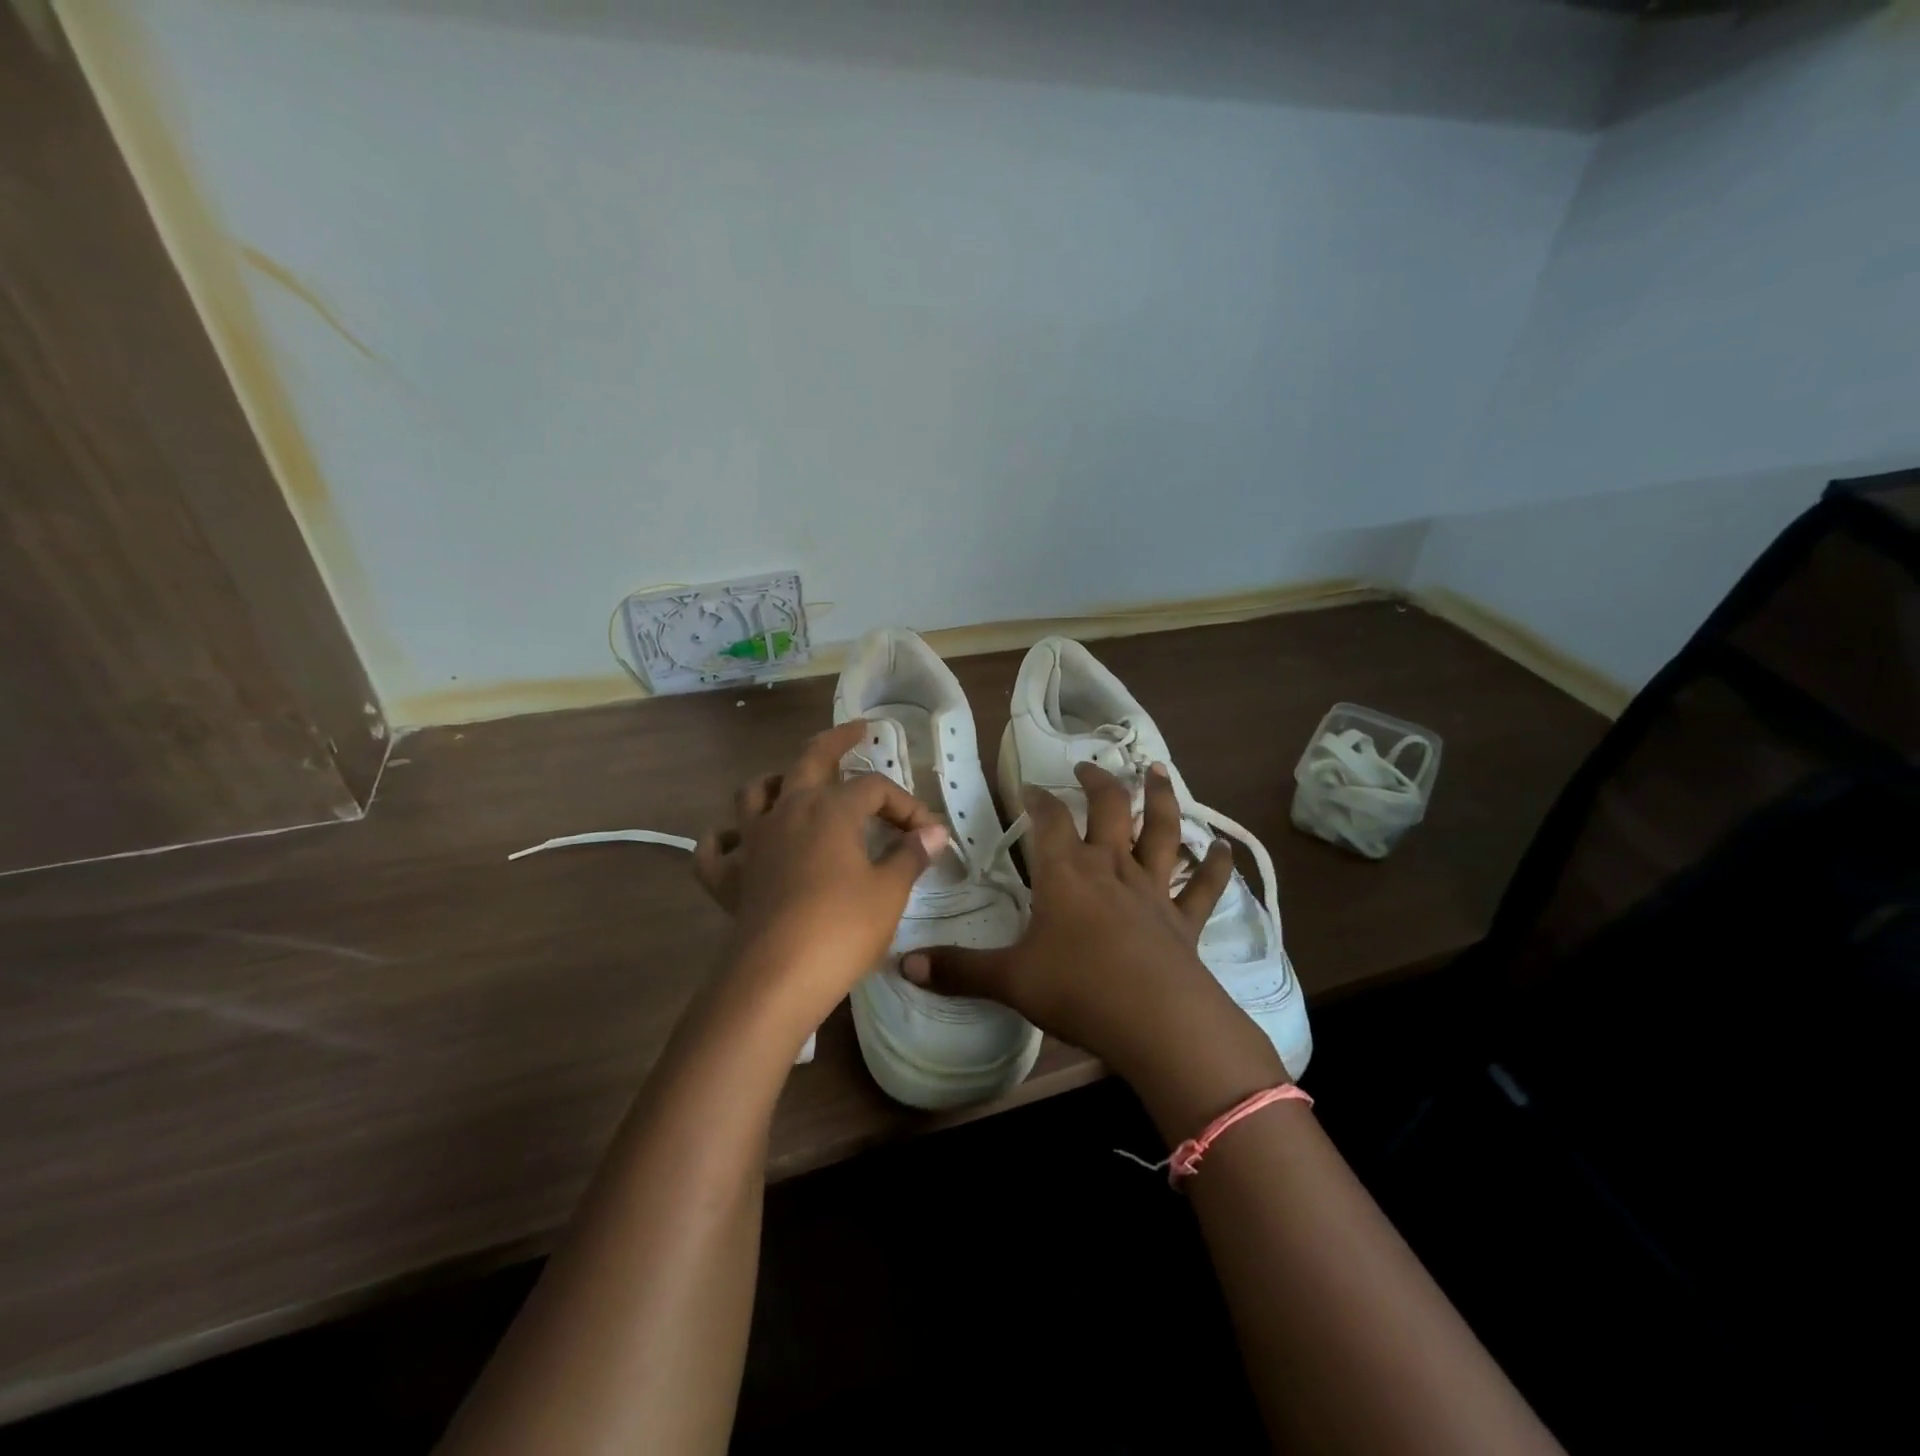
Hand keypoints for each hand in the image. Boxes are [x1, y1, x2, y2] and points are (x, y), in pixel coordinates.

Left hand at [693, 721, 947, 1028]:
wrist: (776, 978)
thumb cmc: (841, 928)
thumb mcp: (889, 892)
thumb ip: (910, 855)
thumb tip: (933, 832)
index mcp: (830, 808)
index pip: (875, 788)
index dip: (905, 805)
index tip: (928, 833)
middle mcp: (787, 811)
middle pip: (809, 759)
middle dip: (836, 741)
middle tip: (856, 731)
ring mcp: (753, 842)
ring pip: (754, 792)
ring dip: (774, 781)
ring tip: (790, 784)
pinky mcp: (729, 878)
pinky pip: (716, 850)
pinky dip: (724, 840)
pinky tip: (736, 843)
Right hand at [902, 761, 1268, 1084]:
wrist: (1157, 1022)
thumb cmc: (1078, 990)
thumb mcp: (1010, 980)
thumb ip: (958, 970)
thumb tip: (902, 964)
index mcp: (1066, 873)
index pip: (1048, 819)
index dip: (1036, 798)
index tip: (1026, 786)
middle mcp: (1111, 868)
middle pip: (1108, 808)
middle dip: (1097, 782)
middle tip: (1088, 766)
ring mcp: (1152, 890)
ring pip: (1160, 831)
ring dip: (1160, 799)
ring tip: (1158, 772)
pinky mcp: (1184, 919)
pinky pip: (1203, 887)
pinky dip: (1215, 866)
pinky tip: (1224, 849)